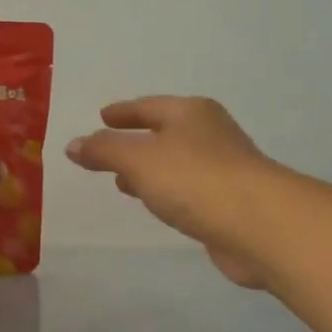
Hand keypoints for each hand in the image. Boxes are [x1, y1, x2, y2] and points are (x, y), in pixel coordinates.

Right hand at [67, 97, 280, 287]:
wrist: (259, 224)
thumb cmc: (195, 179)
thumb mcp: (139, 159)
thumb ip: (104, 150)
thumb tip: (72, 145)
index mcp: (191, 113)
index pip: (149, 106)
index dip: (124, 112)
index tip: (102, 115)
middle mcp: (211, 134)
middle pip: (166, 133)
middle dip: (136, 142)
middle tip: (108, 152)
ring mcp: (224, 169)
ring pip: (177, 164)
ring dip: (150, 171)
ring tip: (122, 182)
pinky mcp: (230, 203)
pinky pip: (189, 191)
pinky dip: (168, 193)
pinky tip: (157, 206)